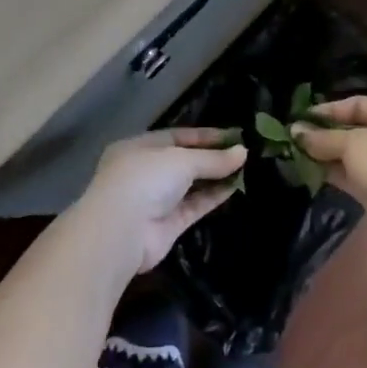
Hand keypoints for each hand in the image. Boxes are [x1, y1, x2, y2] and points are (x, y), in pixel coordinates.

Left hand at [76, 128, 245, 275]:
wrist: (122, 231)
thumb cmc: (145, 179)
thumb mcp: (181, 160)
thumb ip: (212, 158)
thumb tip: (243, 152)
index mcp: (139, 147)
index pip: (176, 137)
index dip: (205, 136)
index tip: (233, 136)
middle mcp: (145, 172)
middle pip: (184, 161)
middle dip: (211, 158)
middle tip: (243, 153)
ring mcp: (155, 200)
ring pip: (190, 185)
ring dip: (215, 177)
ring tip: (245, 169)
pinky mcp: (167, 225)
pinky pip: (194, 206)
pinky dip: (212, 197)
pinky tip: (235, 187)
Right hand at [295, 97, 366, 254]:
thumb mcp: (353, 144)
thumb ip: (323, 137)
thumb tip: (295, 131)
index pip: (361, 104)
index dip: (330, 109)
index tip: (303, 116)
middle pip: (358, 129)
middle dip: (327, 133)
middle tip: (297, 135)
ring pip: (356, 155)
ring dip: (329, 154)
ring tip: (298, 152)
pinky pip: (356, 175)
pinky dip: (336, 172)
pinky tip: (311, 170)